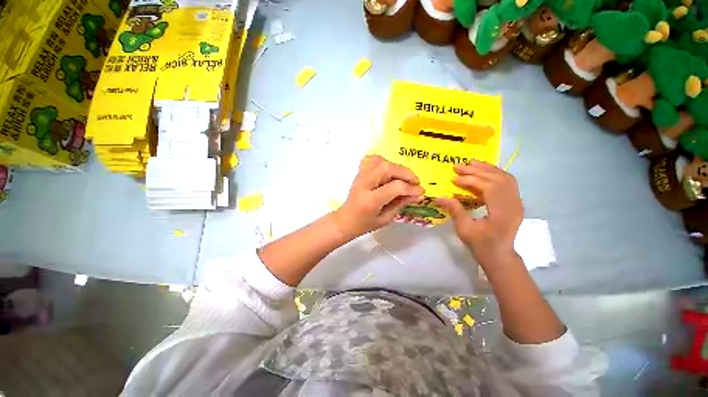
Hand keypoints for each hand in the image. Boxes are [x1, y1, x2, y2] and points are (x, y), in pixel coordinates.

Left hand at [331, 155, 424, 239]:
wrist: (345, 220)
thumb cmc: (364, 224)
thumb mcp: (385, 219)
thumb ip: (401, 204)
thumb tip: (417, 194)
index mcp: (370, 201)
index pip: (394, 187)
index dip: (410, 188)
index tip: (420, 191)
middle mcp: (364, 185)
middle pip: (386, 168)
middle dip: (405, 173)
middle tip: (415, 182)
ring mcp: (360, 177)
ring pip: (379, 161)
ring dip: (395, 167)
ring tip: (403, 177)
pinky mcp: (359, 173)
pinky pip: (371, 160)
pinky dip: (383, 161)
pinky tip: (389, 171)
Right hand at [436, 161, 522, 266]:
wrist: (499, 256)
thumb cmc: (481, 245)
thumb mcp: (464, 229)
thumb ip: (454, 210)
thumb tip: (439, 197)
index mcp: (502, 213)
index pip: (489, 187)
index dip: (470, 180)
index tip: (454, 178)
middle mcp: (513, 205)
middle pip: (497, 179)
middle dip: (476, 170)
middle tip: (459, 166)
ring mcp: (517, 203)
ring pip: (505, 178)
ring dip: (487, 169)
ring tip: (471, 163)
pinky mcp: (515, 202)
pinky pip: (508, 183)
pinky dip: (495, 174)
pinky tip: (484, 171)